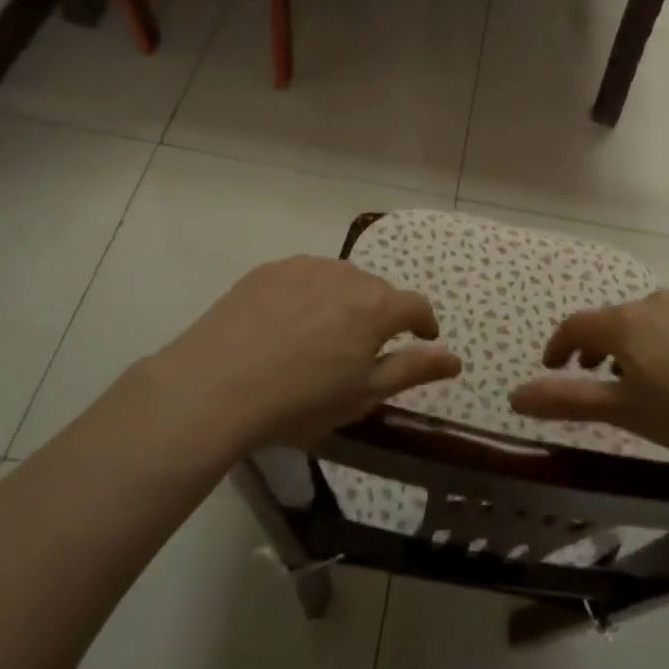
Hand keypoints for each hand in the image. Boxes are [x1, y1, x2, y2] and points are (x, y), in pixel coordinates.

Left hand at [149, 257, 460, 455]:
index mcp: (376, 307)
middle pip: (377, 291)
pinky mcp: (269, 269)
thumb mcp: (363, 396)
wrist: (213, 387)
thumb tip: (455, 358)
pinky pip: (304, 277)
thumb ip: (413, 370)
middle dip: (379, 316)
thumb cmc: (299, 402)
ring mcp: (305, 267)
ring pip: (340, 280)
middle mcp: (347, 275)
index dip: (424, 324)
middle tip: (360, 350)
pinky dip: (307, 295)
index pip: (416, 306)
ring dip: (343, 302)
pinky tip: (286, 325)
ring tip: (321, 336)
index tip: (422, 339)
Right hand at [509, 290, 668, 477]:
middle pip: (611, 321)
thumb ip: (568, 400)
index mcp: (625, 323)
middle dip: (595, 348)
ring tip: (638, 381)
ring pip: (646, 321)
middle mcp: (654, 302)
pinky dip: (663, 342)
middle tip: (593, 378)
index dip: (557, 347)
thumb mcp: (624, 412)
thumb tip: (514, 396)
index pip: (576, 326)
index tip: (551, 368)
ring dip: (630, 345)